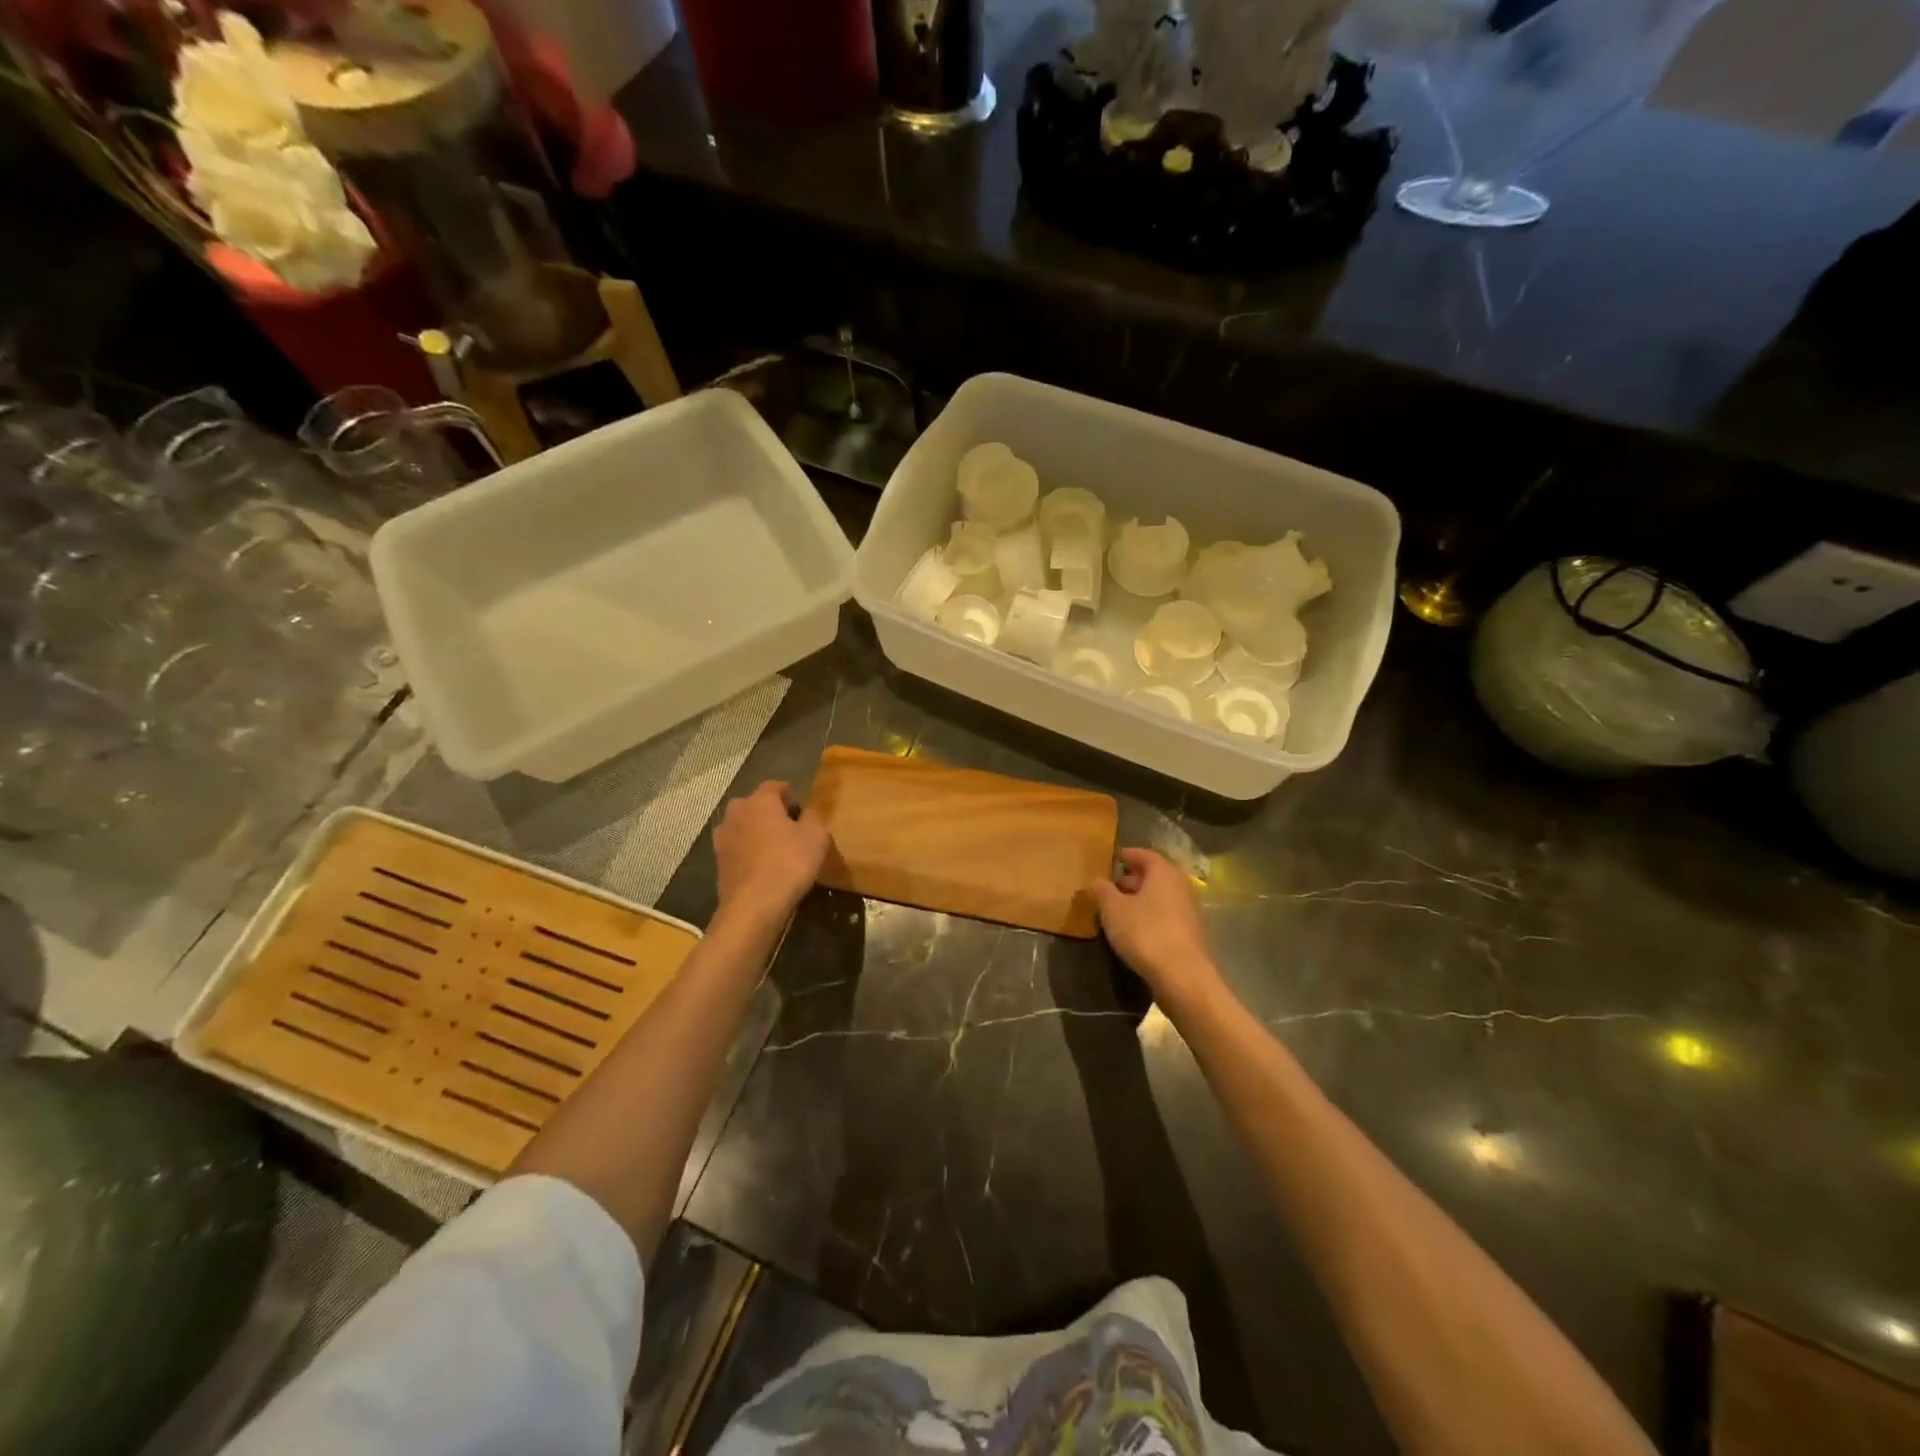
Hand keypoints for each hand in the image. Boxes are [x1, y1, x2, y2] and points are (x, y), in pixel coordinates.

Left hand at [713, 781, 828, 922]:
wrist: (753, 906)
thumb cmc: (789, 863)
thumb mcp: (816, 836)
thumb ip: (814, 817)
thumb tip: (808, 811)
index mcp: (759, 801)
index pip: (774, 786)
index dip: (788, 792)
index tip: (800, 804)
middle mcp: (736, 813)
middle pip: (754, 804)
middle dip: (769, 811)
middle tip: (788, 826)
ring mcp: (723, 838)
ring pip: (743, 826)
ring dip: (756, 832)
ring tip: (774, 847)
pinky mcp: (718, 862)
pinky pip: (737, 848)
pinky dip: (748, 852)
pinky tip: (762, 866)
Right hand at [1089, 848, 1220, 1005]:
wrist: (1184, 977)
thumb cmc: (1145, 933)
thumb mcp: (1113, 910)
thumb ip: (1102, 891)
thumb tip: (1095, 880)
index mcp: (1164, 872)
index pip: (1144, 855)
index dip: (1127, 855)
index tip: (1113, 858)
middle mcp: (1181, 886)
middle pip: (1155, 876)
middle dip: (1133, 879)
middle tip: (1111, 887)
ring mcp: (1190, 912)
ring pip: (1161, 898)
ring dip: (1141, 901)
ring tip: (1119, 911)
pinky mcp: (1192, 936)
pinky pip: (1167, 917)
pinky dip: (1151, 918)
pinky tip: (1136, 932)